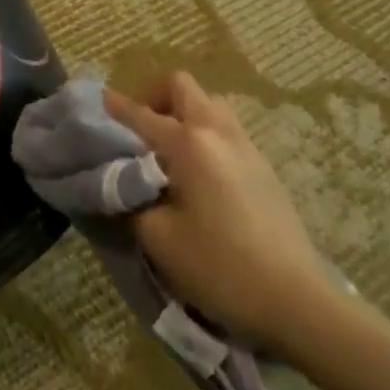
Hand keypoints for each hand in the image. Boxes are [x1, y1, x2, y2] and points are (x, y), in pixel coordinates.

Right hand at [106, 71, 336, 352]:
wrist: (298, 303)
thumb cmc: (220, 267)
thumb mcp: (157, 236)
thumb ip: (127, 198)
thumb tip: (116, 179)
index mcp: (188, 143)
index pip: (138, 112)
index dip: (110, 107)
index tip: (90, 106)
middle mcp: (217, 132)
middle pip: (181, 87)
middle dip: (153, 97)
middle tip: (136, 131)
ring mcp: (246, 147)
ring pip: (208, 105)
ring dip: (182, 113)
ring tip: (166, 151)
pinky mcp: (264, 168)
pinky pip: (225, 129)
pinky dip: (203, 134)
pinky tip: (196, 174)